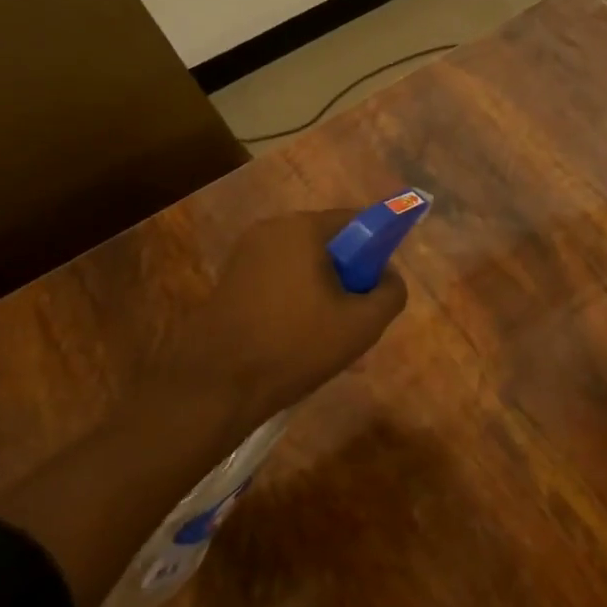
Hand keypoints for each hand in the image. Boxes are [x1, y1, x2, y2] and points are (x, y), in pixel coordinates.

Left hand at [180, 211, 408, 425]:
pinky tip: (295, 338)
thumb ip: (391, 292)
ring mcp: (245, 253)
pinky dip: (294, 298)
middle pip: (328, 242)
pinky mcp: (229, 278)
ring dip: (321, 290)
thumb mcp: (362, 325)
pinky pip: (277, 278)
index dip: (376, 251)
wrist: (216, 385)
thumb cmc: (295, 345)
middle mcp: (272, 228)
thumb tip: (389, 277)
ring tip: (325, 335)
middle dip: (347, 274)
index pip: (357, 221)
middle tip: (354, 317)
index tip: (377, 287)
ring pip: (302, 264)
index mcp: (302, 228)